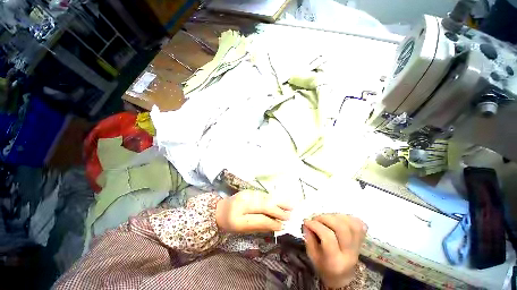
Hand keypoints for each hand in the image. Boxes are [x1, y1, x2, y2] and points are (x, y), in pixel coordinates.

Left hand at [215, 190, 291, 232]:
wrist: (220, 209)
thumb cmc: (229, 222)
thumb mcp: (241, 228)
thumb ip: (258, 226)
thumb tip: (275, 226)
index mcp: (239, 213)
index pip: (259, 217)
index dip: (272, 222)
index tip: (283, 226)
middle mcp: (245, 200)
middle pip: (264, 205)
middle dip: (278, 210)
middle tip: (290, 215)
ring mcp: (248, 193)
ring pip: (265, 197)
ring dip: (278, 201)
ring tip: (290, 205)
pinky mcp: (250, 190)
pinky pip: (263, 194)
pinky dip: (273, 197)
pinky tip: (280, 199)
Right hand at [303, 214, 366, 288]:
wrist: (343, 277)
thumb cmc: (324, 266)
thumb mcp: (312, 256)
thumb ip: (308, 239)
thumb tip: (306, 223)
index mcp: (335, 261)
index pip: (328, 237)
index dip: (316, 225)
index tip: (307, 222)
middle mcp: (350, 254)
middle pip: (342, 228)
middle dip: (326, 218)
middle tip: (317, 219)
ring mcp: (359, 246)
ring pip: (351, 224)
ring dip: (336, 216)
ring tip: (327, 219)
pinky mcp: (362, 240)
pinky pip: (359, 224)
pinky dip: (347, 218)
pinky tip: (338, 220)